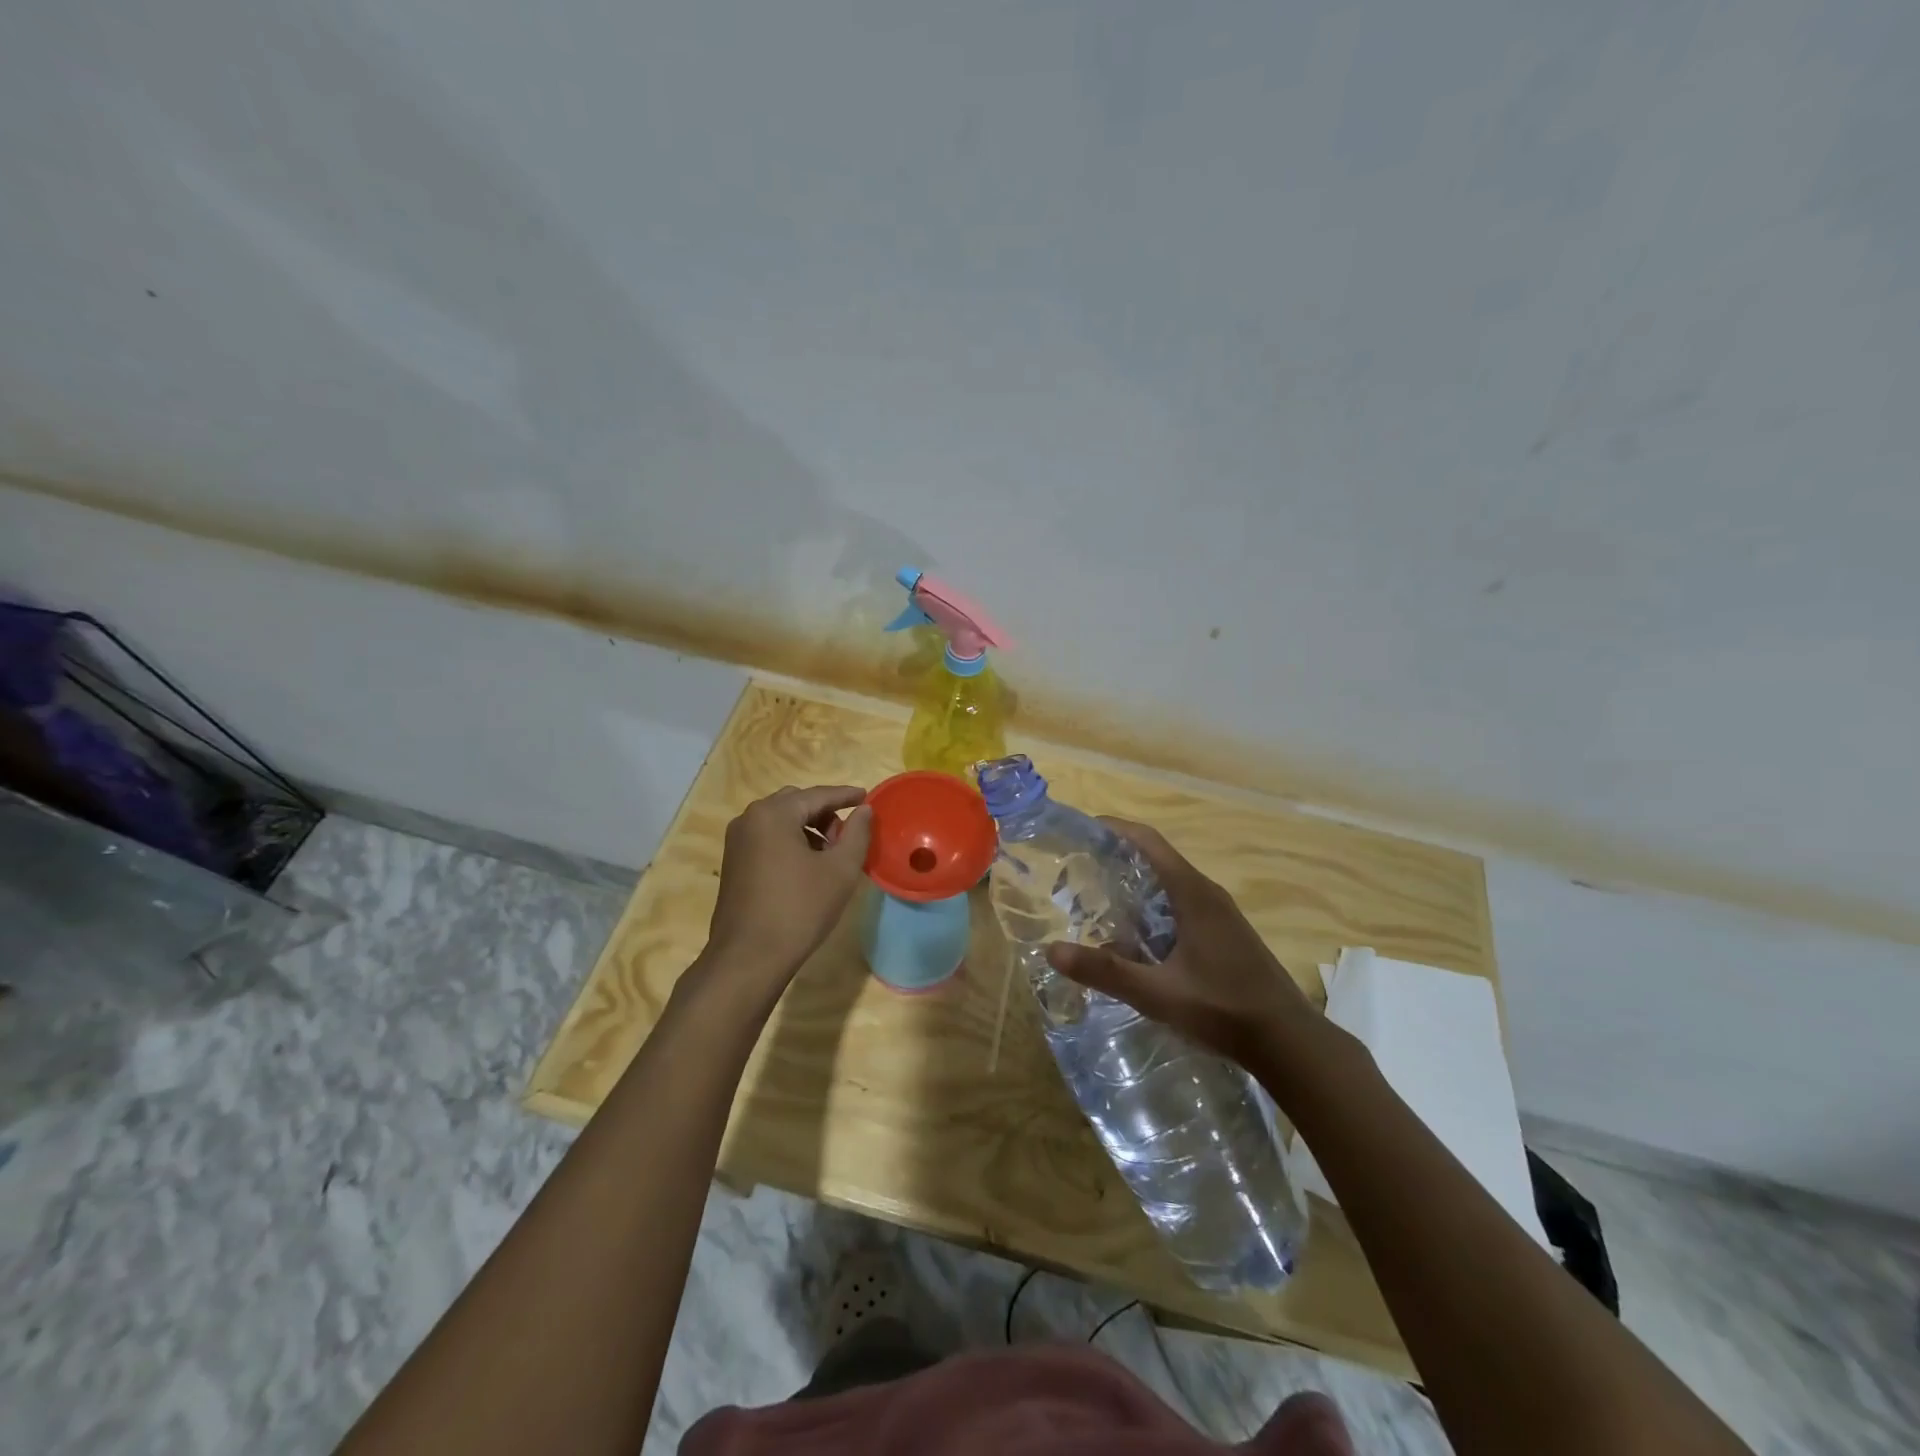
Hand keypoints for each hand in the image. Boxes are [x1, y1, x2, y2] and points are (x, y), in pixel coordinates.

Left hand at [696, 785, 872, 1004]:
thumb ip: (857, 833)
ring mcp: (736, 841)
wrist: (749, 958)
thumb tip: (864, 810)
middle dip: (825, 813)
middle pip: (795, 803)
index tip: (867, 797)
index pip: (818, 795)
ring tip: (831, 853)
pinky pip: (767, 838)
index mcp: (773, 814)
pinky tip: (807, 866)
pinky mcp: (733, 862)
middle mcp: (749, 819)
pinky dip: (790, 841)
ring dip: (807, 828)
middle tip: (848, 833)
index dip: (845, 796)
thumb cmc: (799, 909)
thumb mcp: (840, 870)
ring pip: (780, 821)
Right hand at [1045, 818, 1319, 1068]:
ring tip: (1095, 899)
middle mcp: (1206, 892)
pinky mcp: (1224, 932)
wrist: (1290, 1041)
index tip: (1078, 830)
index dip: (1113, 828)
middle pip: (1155, 857)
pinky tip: (1133, 933)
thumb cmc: (1225, 1009)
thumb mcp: (1159, 994)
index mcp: (1192, 893)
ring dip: (1134, 882)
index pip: (1147, 841)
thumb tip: (1052, 950)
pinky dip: (1151, 903)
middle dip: (1115, 857)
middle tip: (1075, 871)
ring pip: (1168, 882)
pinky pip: (1179, 902)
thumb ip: (1107, 972)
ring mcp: (1219, 912)